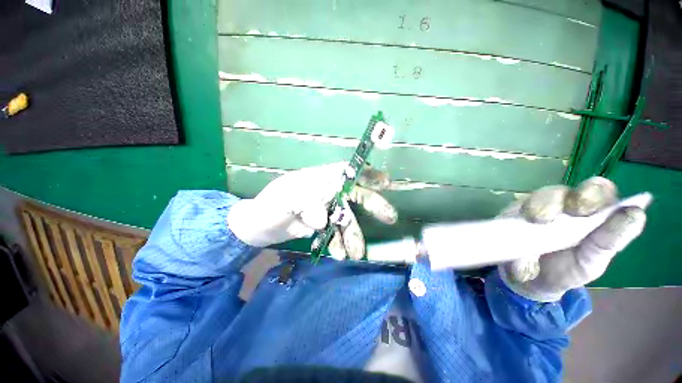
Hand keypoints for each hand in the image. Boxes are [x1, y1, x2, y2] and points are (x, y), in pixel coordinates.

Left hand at [227, 163, 396, 258]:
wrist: (258, 227)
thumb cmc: (268, 208)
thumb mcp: (282, 203)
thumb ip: (303, 206)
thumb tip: (322, 221)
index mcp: (317, 180)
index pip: (344, 172)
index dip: (365, 174)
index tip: (384, 182)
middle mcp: (325, 191)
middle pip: (353, 195)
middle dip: (372, 205)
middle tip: (390, 217)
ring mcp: (325, 208)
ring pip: (347, 218)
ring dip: (353, 234)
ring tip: (356, 253)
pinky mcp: (323, 224)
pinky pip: (337, 232)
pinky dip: (340, 242)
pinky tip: (340, 253)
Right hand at [499, 177, 646, 301]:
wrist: (529, 280)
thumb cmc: (567, 271)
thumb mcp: (592, 261)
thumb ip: (611, 240)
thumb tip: (635, 213)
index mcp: (590, 213)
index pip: (597, 191)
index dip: (592, 194)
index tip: (583, 211)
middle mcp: (562, 204)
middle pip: (562, 190)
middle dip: (557, 201)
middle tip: (549, 218)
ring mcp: (534, 207)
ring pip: (538, 196)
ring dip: (537, 208)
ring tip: (534, 225)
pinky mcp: (511, 213)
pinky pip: (512, 210)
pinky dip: (515, 220)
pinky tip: (518, 230)